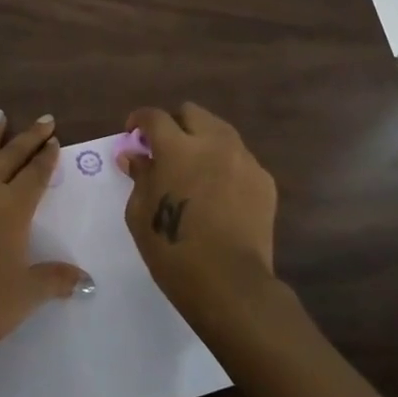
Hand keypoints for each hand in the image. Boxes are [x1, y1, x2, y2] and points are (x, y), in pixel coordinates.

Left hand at [0, 103, 88, 369]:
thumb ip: (57, 279)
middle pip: (13, 156)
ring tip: (1, 114)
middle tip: (44, 119)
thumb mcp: (26, 295)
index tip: (55, 140)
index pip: (37, 175)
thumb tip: (88, 281)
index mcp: (14, 210)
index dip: (48, 157)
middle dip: (30, 137)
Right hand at [120, 102, 277, 325]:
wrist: (230, 283)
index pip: (155, 117)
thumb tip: (133, 155)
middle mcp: (213, 143)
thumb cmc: (173, 251)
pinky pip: (240, 159)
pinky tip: (219, 192)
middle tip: (165, 149)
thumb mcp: (141, 214)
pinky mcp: (264, 181)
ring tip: (195, 168)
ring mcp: (243, 160)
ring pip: (220, 132)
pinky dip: (225, 166)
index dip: (139, 120)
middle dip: (175, 124)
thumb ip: (139, 176)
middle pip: (192, 113)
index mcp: (177, 148)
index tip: (133, 134)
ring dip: (202, 141)